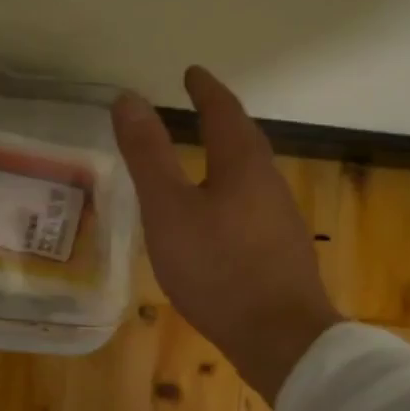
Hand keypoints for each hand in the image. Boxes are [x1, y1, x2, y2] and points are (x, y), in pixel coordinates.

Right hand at [112, 67, 341, 402]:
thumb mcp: (168, 208)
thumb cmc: (217, 267)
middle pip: (245, 141)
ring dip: (227, 157)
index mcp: (243, 165)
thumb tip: (129, 98)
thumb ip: (148, 154)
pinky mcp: (280, 253)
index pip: (224, 112)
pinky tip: (216, 218)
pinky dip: (230, 194)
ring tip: (201, 158)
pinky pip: (252, 207)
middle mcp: (269, 184)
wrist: (279, 338)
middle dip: (221, 120)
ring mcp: (280, 220)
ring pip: (250, 176)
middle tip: (197, 108)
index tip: (191, 72)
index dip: (205, 90)